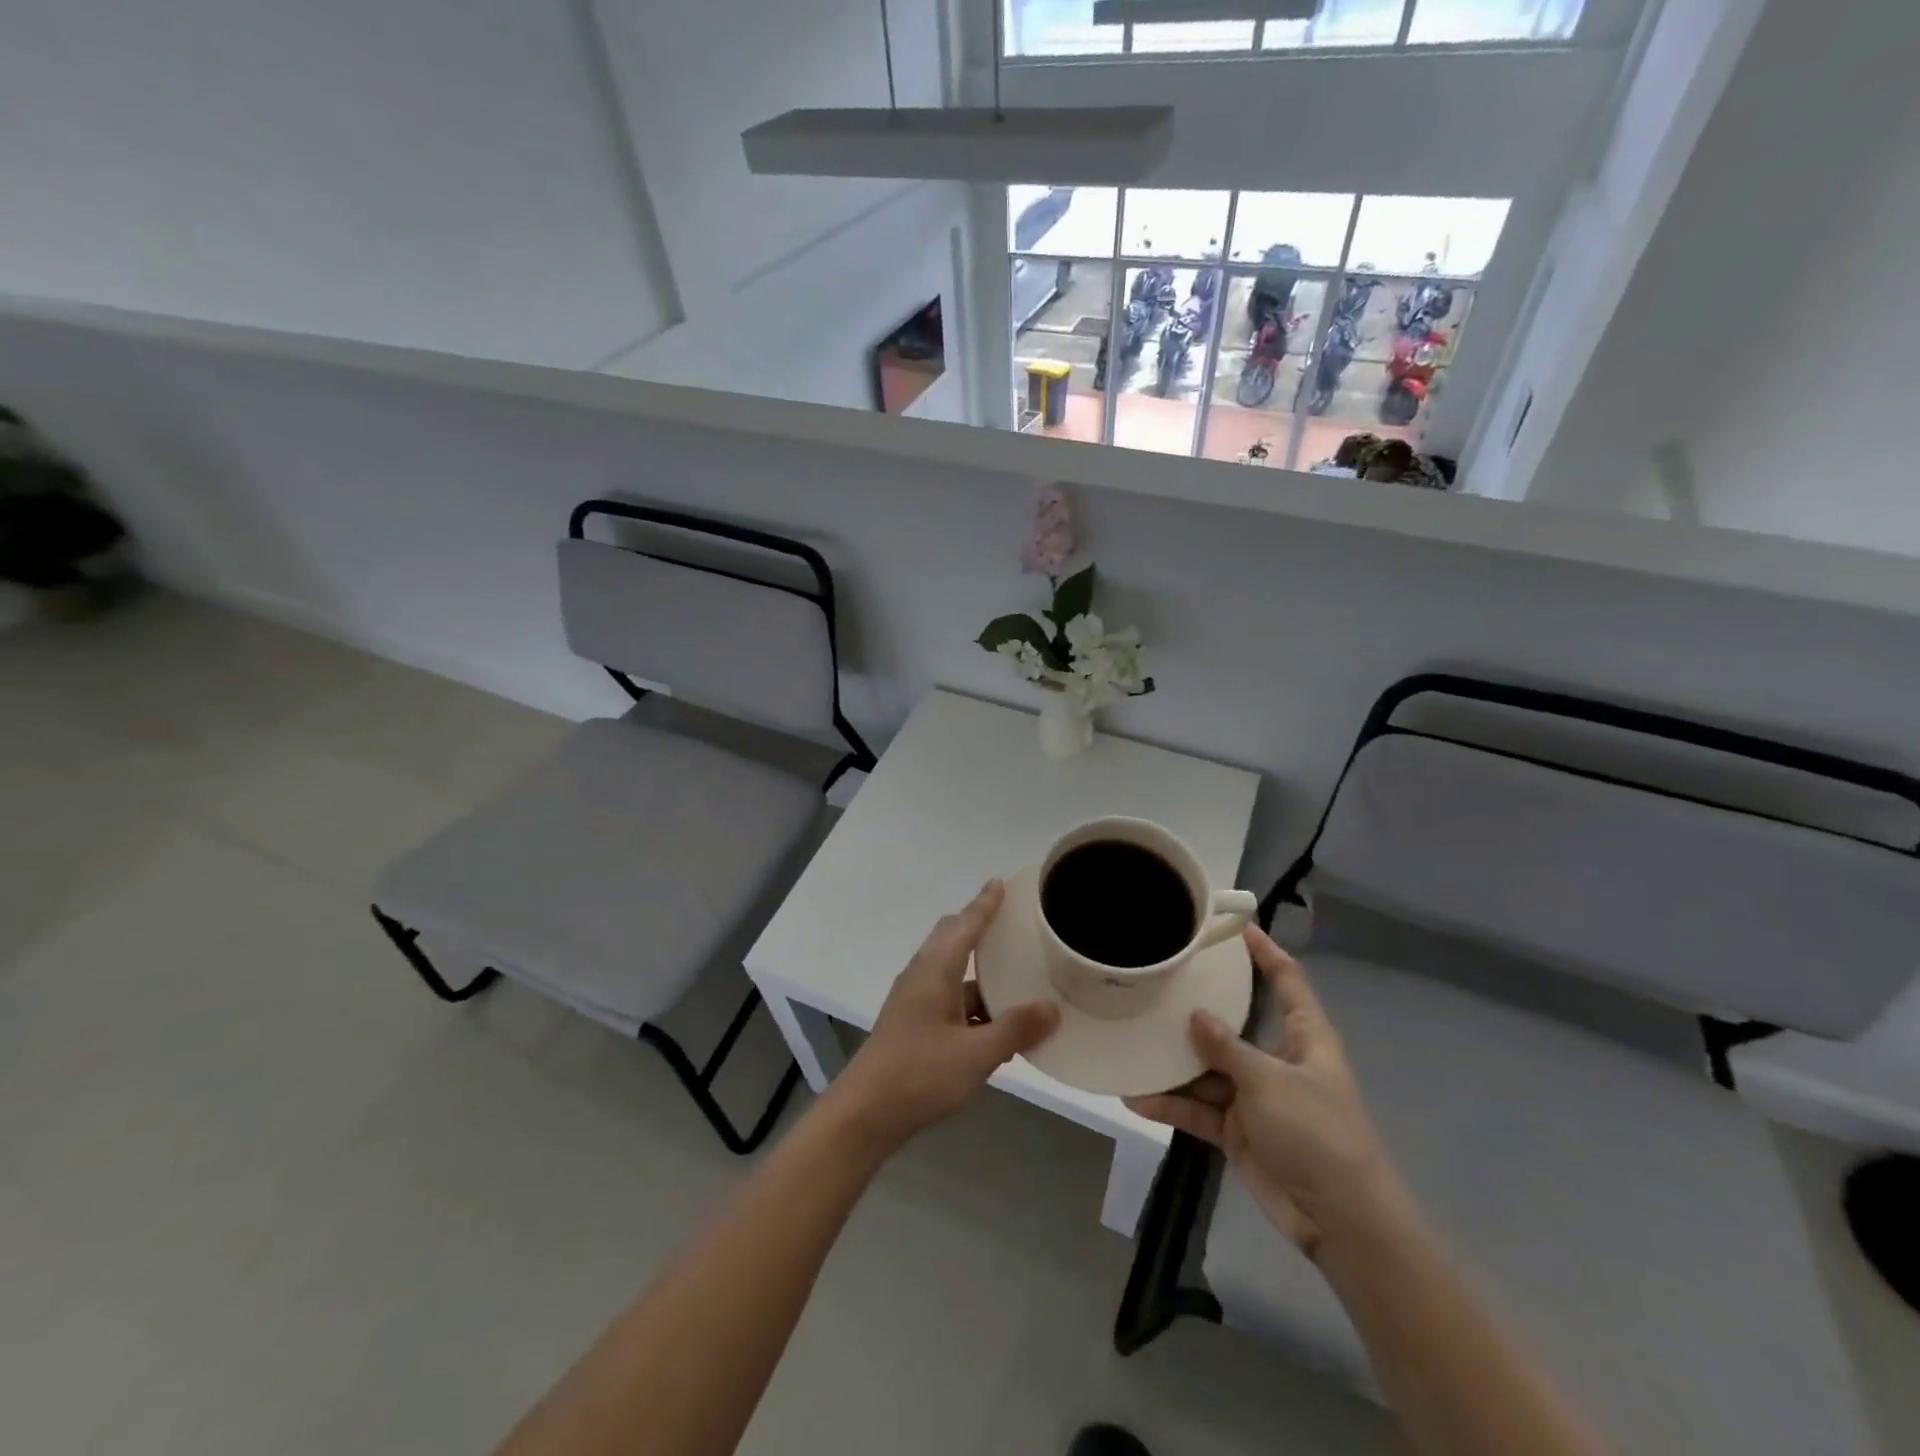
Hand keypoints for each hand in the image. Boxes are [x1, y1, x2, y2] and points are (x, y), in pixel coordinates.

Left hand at [830, 882, 1060, 1151]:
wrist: (866, 1113)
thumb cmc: (920, 1074)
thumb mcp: (976, 1055)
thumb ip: (1015, 1030)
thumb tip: (1052, 1008)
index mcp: (935, 970)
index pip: (964, 925)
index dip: (984, 904)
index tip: (999, 883)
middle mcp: (922, 976)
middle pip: (951, 939)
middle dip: (978, 927)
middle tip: (1011, 924)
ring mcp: (914, 1000)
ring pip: (950, 971)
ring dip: (978, 970)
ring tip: (1013, 974)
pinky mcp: (912, 1023)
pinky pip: (948, 997)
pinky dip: (971, 999)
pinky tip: (994, 1022)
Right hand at [1126, 926, 1399, 1258]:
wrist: (1340, 1220)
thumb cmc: (1318, 1134)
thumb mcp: (1271, 1082)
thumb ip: (1228, 1048)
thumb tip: (1194, 1015)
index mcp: (1304, 1037)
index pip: (1286, 980)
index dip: (1265, 952)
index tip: (1235, 926)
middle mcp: (1277, 1060)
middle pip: (1233, 1023)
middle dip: (1199, 1007)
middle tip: (1158, 980)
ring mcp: (1255, 1096)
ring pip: (1207, 1068)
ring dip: (1174, 1063)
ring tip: (1132, 1040)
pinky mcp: (1238, 1130)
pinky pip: (1199, 1108)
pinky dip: (1171, 1105)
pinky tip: (1136, 1097)